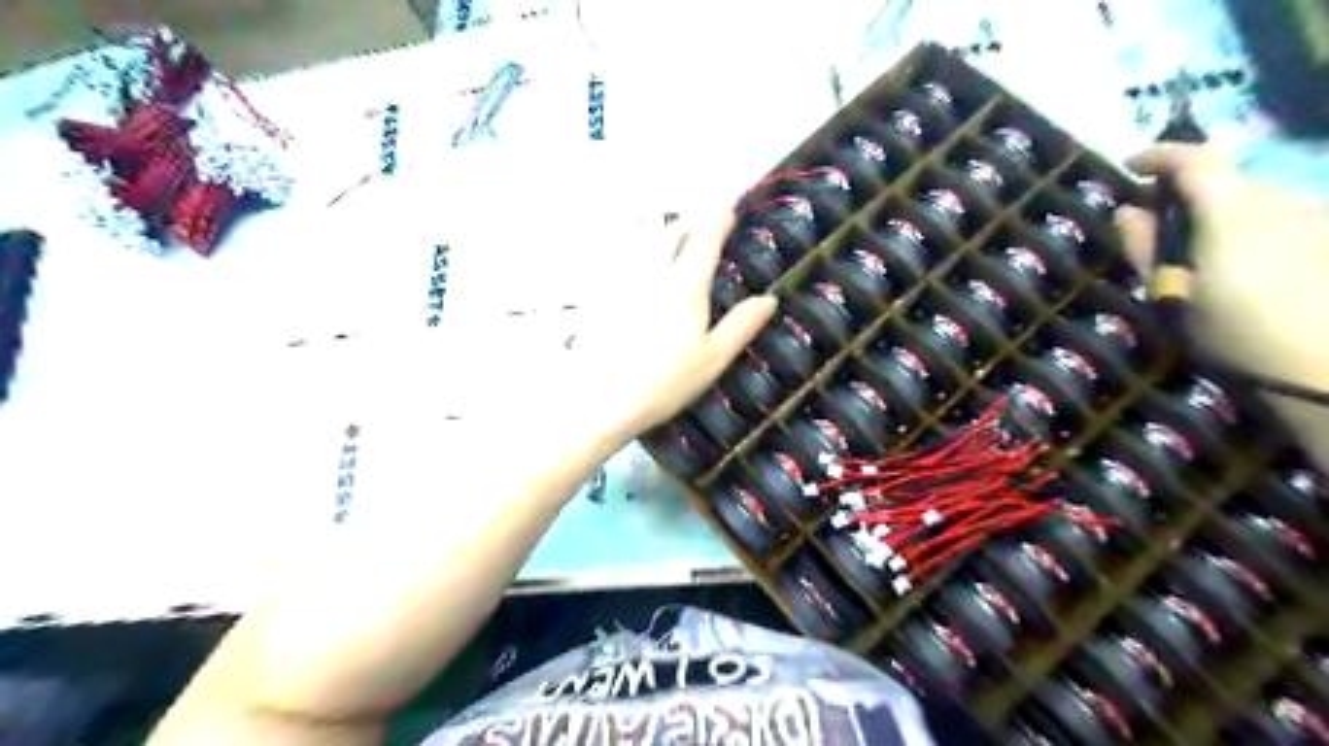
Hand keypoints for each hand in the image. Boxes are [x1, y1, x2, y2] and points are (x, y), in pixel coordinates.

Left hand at [559, 212, 780, 439]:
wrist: (600, 400)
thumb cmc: (664, 382)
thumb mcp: (712, 359)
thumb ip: (741, 326)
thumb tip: (769, 299)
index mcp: (684, 286)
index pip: (704, 242)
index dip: (718, 222)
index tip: (729, 210)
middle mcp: (652, 274)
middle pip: (670, 233)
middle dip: (689, 220)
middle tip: (702, 219)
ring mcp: (622, 283)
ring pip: (643, 243)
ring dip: (662, 231)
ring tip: (673, 236)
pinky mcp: (601, 297)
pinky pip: (622, 260)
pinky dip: (637, 251)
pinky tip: (638, 263)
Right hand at [1112, 143, 1328, 385]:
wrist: (1321, 365)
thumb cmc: (1231, 330)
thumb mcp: (1170, 292)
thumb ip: (1144, 246)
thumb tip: (1127, 210)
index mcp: (1231, 209)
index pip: (1194, 159)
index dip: (1159, 156)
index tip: (1131, 167)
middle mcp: (1279, 199)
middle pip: (1225, 182)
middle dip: (1188, 196)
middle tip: (1160, 229)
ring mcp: (1314, 216)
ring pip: (1254, 202)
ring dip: (1221, 216)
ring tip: (1203, 258)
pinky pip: (1280, 220)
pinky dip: (1252, 231)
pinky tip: (1246, 269)